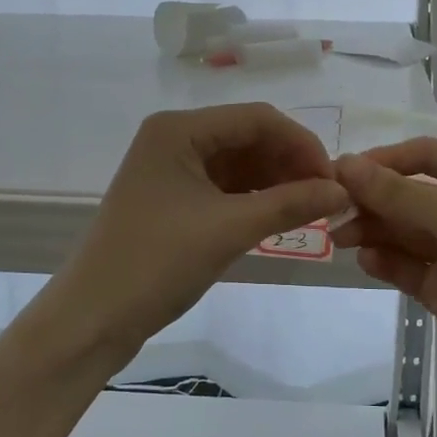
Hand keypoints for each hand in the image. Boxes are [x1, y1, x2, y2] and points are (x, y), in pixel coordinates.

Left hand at [57, 104, 350, 350]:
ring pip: (237, 164)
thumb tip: (342, 191)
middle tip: (327, 197)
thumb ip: (289, 204)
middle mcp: (174, 138)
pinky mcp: (172, 199)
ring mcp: (171, 170)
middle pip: (247, 137)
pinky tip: (280, 215)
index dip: (301, 144)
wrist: (94, 317)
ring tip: (311, 208)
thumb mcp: (229, 229)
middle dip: (289, 163)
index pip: (256, 119)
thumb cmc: (157, 262)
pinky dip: (253, 199)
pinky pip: (223, 187)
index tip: (334, 179)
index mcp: (179, 129)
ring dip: (274, 181)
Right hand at [334, 139, 436, 401]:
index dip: (385, 161)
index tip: (343, 171)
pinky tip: (367, 260)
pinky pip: (410, 268)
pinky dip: (388, 262)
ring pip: (407, 233)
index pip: (428, 156)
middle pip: (413, 195)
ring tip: (342, 236)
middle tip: (333, 209)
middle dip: (375, 200)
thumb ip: (399, 193)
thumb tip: (345, 164)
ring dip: (375, 230)